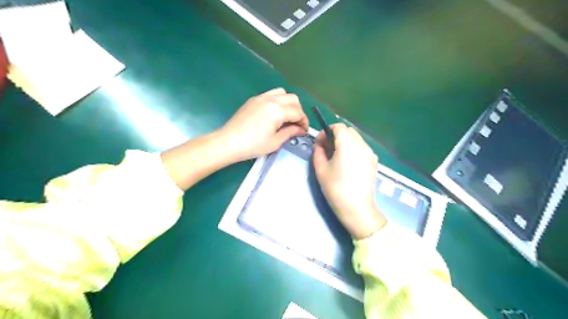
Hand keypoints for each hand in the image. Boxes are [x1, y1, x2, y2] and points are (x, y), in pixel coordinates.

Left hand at [218, 88, 308, 161]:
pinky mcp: (253, 99)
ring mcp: (261, 97)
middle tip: (297, 124)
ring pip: (282, 93)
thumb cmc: (253, 145)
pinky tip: (275, 114)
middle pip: (293, 99)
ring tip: (287, 117)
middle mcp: (271, 99)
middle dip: (298, 111)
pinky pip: (271, 94)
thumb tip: (300, 130)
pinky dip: (278, 101)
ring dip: (289, 103)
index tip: (304, 131)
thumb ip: (290, 132)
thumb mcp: (275, 142)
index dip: (304, 122)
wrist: (228, 142)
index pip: (298, 112)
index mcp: (277, 110)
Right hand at [311, 124, 386, 239]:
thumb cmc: (336, 188)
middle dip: (336, 135)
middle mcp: (361, 145)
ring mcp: (370, 153)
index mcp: (348, 144)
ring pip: (356, 139)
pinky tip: (348, 163)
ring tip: (337, 156)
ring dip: (345, 142)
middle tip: (327, 148)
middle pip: (348, 131)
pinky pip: (362, 148)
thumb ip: (318, 152)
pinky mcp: (374, 162)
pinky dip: (353, 149)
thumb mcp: (321, 169)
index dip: (327, 131)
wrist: (357, 208)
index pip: (338, 126)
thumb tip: (320, 145)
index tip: (320, 142)